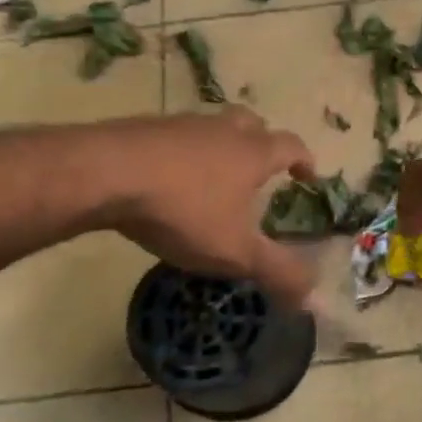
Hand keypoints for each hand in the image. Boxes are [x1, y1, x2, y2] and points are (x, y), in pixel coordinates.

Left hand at [95, 108, 317, 307]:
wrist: (106, 174)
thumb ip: (277, 272)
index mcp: (252, 152)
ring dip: (218, 146)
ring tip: (212, 176)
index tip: (308, 175)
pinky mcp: (142, 129)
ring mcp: (180, 125)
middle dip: (261, 142)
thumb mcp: (235, 251)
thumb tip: (315, 298)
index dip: (304, 159)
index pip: (290, 145)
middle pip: (251, 123)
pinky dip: (180, 154)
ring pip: (210, 128)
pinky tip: (166, 179)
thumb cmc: (183, 210)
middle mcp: (221, 130)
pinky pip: (173, 137)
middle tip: (259, 167)